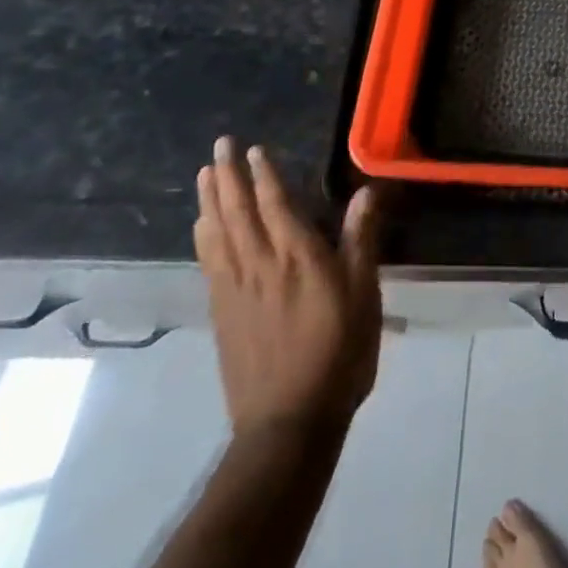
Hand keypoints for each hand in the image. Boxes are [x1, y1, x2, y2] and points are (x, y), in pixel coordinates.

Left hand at [195, 136, 382, 436]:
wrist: (289, 421)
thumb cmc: (339, 353)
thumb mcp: (363, 295)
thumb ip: (362, 241)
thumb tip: (367, 191)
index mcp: (299, 258)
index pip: (276, 206)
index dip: (265, 176)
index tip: (254, 149)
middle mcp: (261, 266)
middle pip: (239, 212)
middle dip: (229, 177)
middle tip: (219, 146)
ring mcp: (236, 290)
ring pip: (218, 234)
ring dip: (210, 200)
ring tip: (203, 174)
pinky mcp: (223, 313)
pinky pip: (209, 263)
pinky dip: (203, 237)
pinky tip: (201, 227)